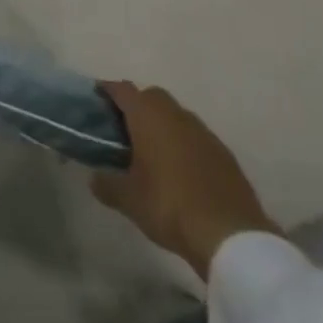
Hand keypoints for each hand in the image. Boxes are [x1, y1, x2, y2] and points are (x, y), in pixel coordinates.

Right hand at [90, 81, 278, 278]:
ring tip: (151, 151)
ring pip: (175, 115)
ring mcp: (202, 130)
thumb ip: (107, 184)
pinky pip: (195, 136)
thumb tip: (94, 177)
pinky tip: (180, 169)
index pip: (123, 90)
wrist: (228, 232)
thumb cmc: (169, 205)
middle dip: (137, 105)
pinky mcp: (222, 151)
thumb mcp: (129, 200)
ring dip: (162, 124)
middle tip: (123, 129)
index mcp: (148, 115)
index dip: (108, 90)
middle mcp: (175, 113)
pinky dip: (183, 143)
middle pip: (151, 96)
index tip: (97, 97)